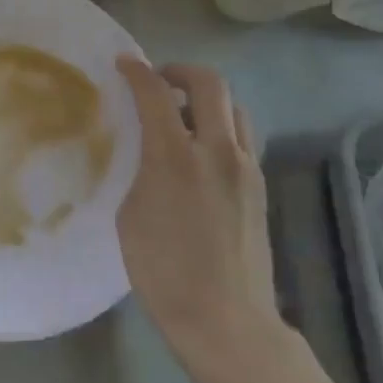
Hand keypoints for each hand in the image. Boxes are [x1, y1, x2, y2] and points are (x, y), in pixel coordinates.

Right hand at [116, 58, 285, 382]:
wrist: (225, 319)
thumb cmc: (162, 270)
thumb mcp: (130, 212)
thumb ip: (140, 169)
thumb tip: (147, 149)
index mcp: (176, 156)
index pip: (156, 93)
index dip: (136, 72)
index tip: (123, 64)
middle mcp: (218, 151)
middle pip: (210, 84)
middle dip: (180, 72)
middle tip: (159, 81)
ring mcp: (246, 168)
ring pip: (234, 108)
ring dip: (207, 99)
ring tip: (182, 114)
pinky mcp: (259, 187)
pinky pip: (242, 137)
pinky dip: (220, 126)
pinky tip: (201, 150)